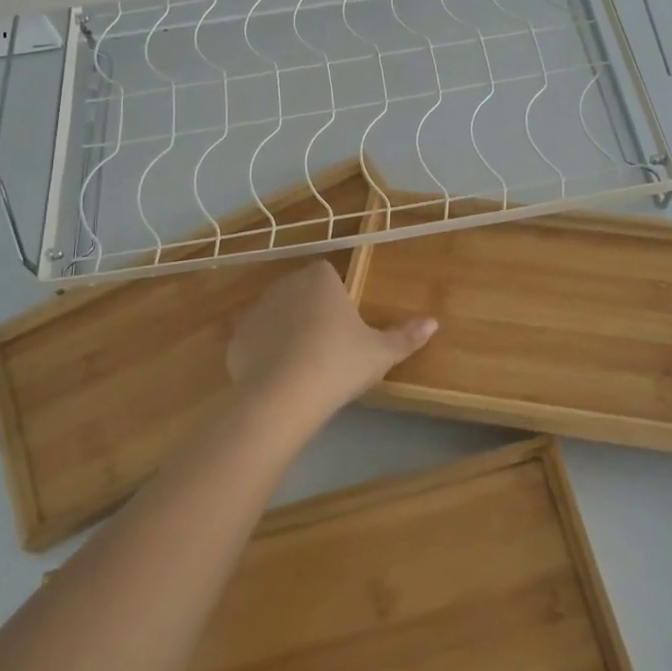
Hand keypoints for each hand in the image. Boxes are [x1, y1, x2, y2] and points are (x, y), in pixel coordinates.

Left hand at [227, 260, 436, 423]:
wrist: (284, 396)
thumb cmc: (339, 363)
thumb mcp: (380, 353)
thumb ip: (406, 337)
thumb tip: (434, 323)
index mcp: (320, 280)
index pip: (327, 275)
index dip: (336, 297)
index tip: (346, 325)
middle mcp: (285, 286)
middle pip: (301, 293)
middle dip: (311, 313)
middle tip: (329, 348)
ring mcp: (257, 311)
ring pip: (277, 316)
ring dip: (287, 332)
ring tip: (304, 366)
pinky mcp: (237, 339)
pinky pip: (257, 341)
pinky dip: (265, 355)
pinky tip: (279, 379)